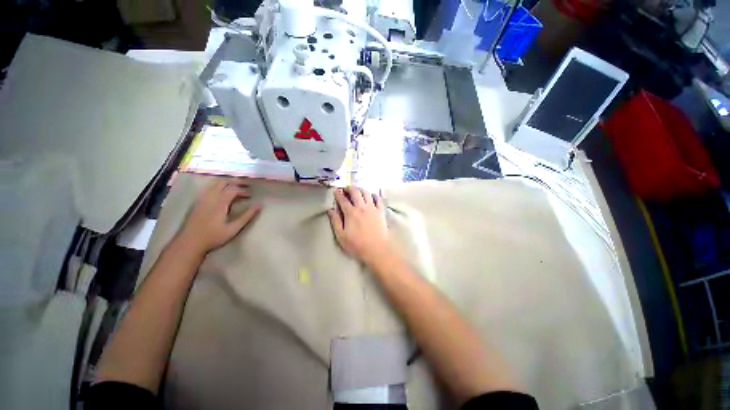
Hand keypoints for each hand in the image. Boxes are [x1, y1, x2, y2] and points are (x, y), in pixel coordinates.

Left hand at [177, 179, 261, 254]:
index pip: (233, 189)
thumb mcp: (234, 228)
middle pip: (223, 182)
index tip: (250, 196)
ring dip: (227, 184)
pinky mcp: (198, 202)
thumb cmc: (213, 237)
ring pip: (215, 184)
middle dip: (235, 182)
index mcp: (219, 202)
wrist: (189, 243)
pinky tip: (222, 194)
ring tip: (235, 189)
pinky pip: (209, 189)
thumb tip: (259, 205)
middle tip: (245, 186)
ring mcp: (202, 199)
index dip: (243, 190)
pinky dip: (218, 187)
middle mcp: (210, 197)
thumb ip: (247, 216)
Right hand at [328, 186, 392, 265]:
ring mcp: (372, 208)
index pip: (342, 199)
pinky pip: (378, 199)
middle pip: (355, 192)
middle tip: (346, 189)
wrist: (377, 249)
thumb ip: (335, 221)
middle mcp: (361, 207)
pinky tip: (371, 196)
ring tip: (357, 191)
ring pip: (366, 193)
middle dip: (349, 188)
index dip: (338, 193)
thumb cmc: (357, 244)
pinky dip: (374, 195)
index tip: (335, 190)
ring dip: (361, 189)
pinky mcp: (381, 211)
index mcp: (350, 213)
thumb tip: (330, 210)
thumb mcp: (341, 236)